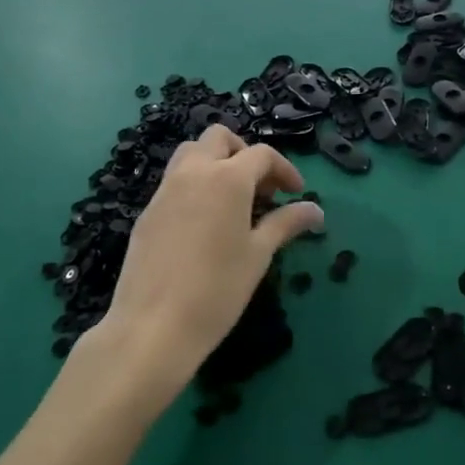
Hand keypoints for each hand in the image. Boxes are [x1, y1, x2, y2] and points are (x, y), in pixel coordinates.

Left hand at [97, 125, 324, 410]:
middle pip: (219, 138)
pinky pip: (174, 181)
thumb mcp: (259, 254)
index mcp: (227, 179)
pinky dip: (195, 184)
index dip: (284, 170)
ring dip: (216, 162)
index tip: (296, 194)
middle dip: (244, 153)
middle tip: (261, 188)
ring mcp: (165, 190)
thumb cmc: (217, 290)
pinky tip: (205, 222)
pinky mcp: (148, 211)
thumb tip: (316, 210)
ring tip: (232, 199)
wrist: (153, 326)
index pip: (262, 154)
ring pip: (191, 153)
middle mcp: (194, 172)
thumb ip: (286, 223)